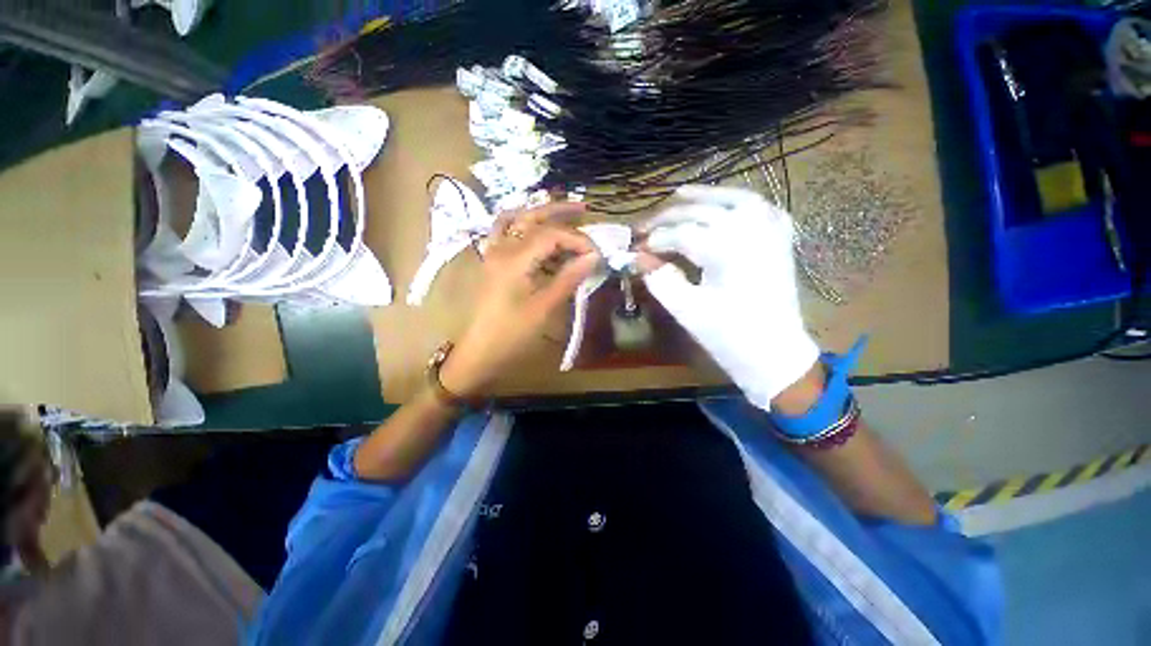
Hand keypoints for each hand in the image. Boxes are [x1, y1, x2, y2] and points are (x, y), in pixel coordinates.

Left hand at [440, 202, 600, 397]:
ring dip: (541, 214)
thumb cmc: (513, 333)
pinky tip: (536, 231)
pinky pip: (504, 232)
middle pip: (531, 217)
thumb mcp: (545, 307)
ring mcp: (494, 253)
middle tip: (584, 209)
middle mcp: (501, 248)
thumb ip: (569, 278)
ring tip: (565, 216)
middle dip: (559, 211)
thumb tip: (593, 257)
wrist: (480, 350)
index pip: (551, 235)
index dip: (577, 239)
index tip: (596, 253)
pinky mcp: (493, 262)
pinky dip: (522, 225)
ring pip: (517, 220)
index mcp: (514, 259)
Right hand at [638, 186, 819, 411]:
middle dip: (670, 216)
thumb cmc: (729, 336)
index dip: (654, 239)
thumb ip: (660, 280)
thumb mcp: (687, 310)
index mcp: (727, 250)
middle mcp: (751, 231)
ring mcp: (771, 233)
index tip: (635, 247)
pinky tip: (726, 204)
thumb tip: (639, 260)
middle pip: (702, 211)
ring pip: (735, 199)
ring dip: (705, 195)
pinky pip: (762, 208)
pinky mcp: (780, 241)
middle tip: (646, 225)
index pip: (680, 234)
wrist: (774, 354)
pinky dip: (740, 201)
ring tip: (680, 194)